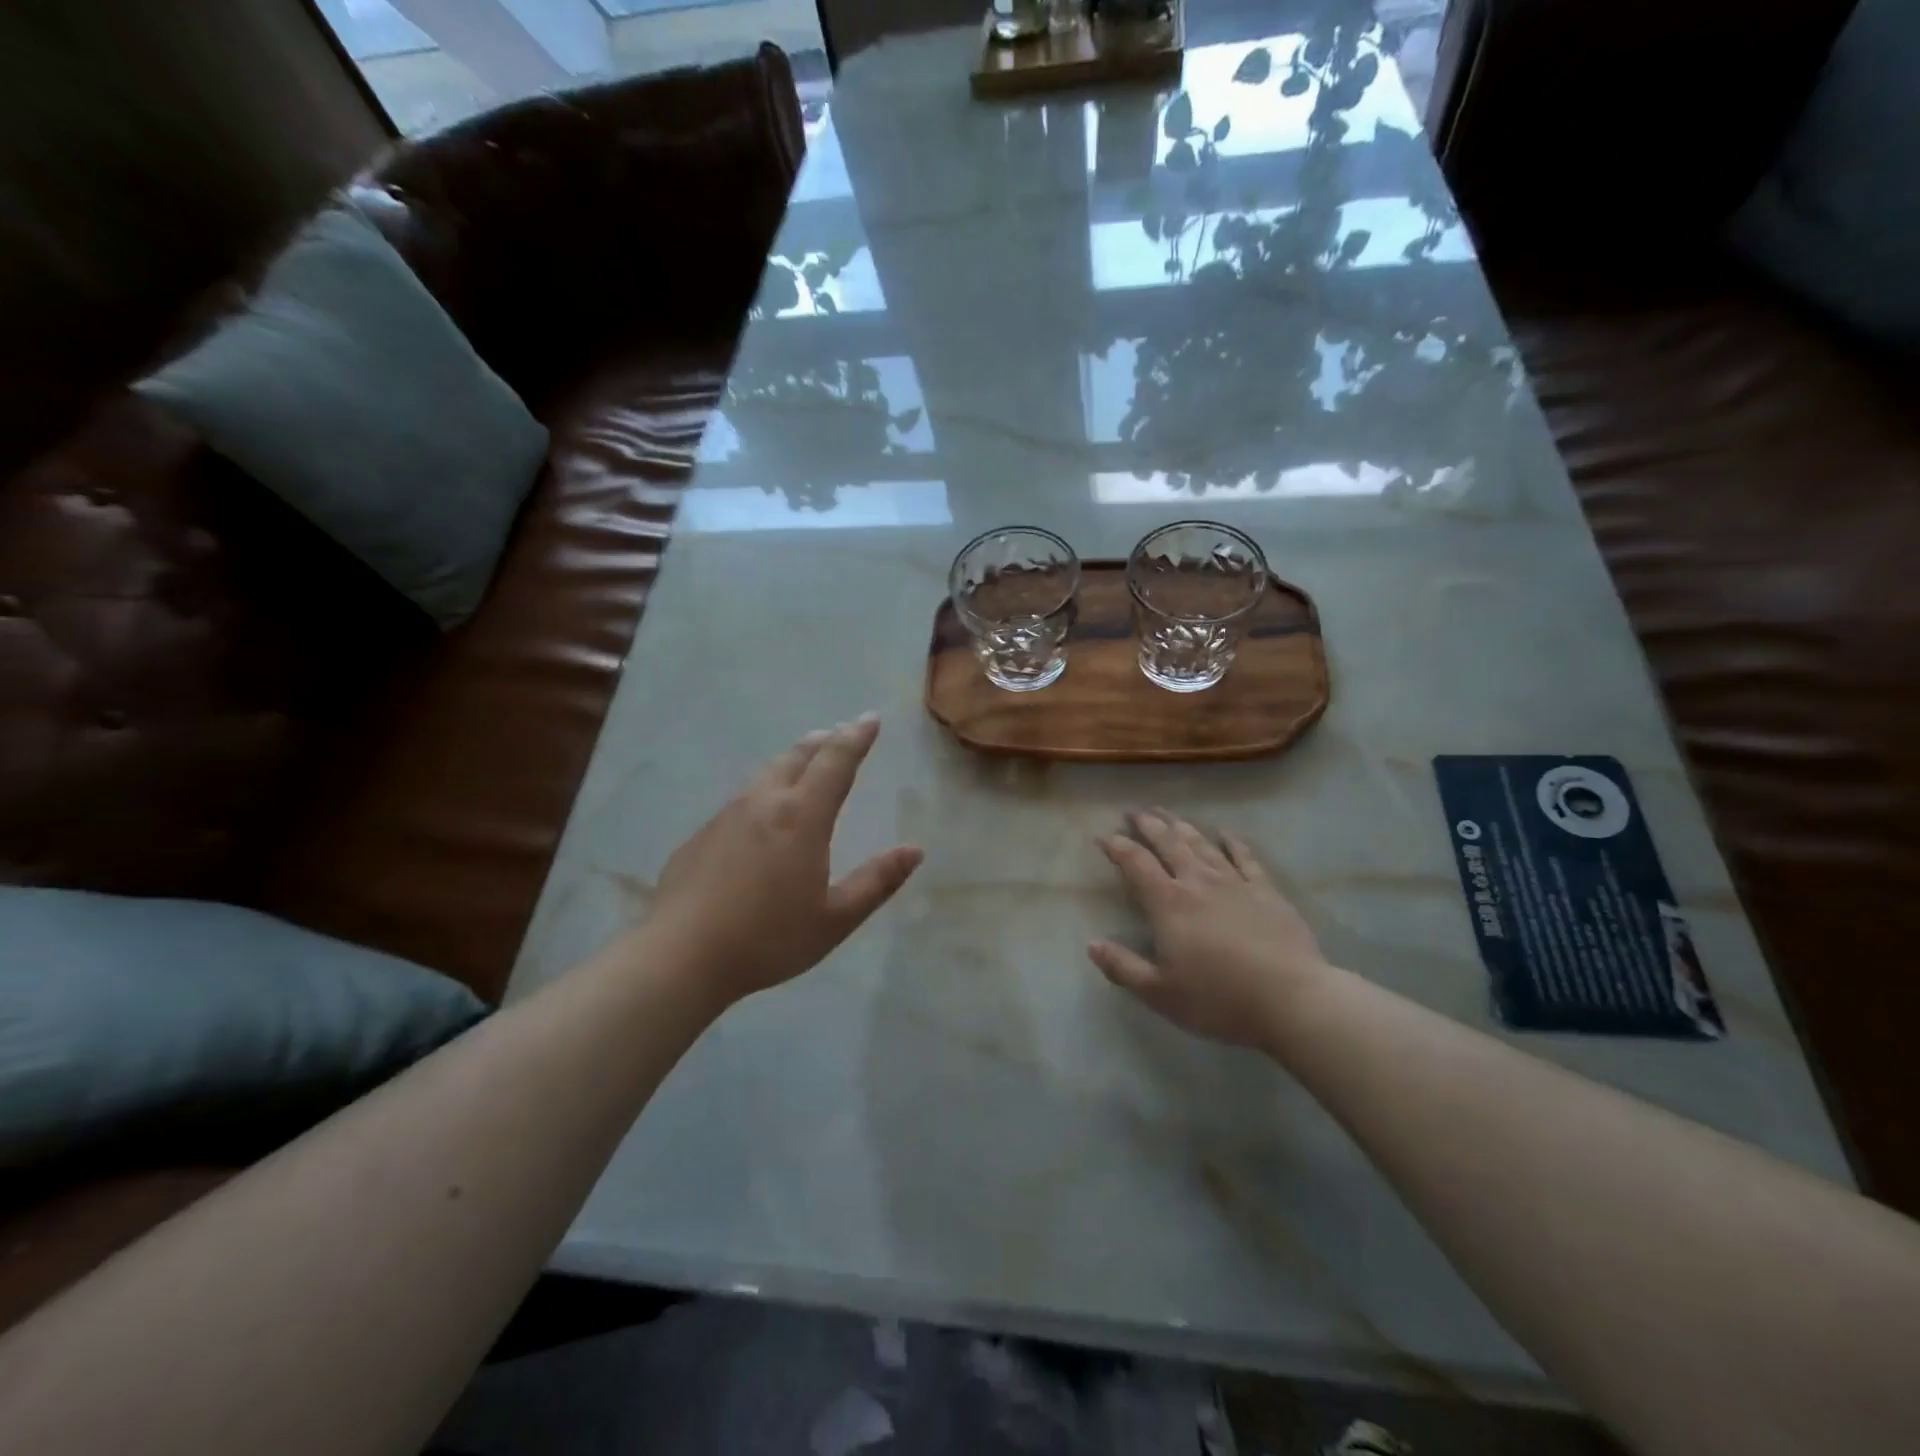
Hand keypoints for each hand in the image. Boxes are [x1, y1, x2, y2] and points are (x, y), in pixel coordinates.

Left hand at [643, 714, 921, 1009]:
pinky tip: (761, 811)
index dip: (856, 738)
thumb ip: (877, 881)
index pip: (836, 762)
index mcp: (802, 817)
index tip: (871, 718)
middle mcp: (764, 803)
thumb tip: (915, 850)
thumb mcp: (835, 919)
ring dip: (792, 760)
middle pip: (797, 758)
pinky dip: (764, 789)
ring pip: (766, 773)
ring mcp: (727, 816)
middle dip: (824, 741)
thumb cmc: (768, 938)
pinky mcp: (702, 835)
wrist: (681, 956)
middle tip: (840, 732)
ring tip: (805, 759)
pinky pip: (742, 799)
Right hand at [1089, 810, 1333, 1049]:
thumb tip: (1091, 944)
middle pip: (1168, 843)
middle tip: (1134, 811)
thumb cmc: (1219, 999)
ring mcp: (1234, 883)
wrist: (1291, 999)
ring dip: (1182, 826)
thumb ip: (1123, 967)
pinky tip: (1226, 833)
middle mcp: (1197, 883)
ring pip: (1202, 845)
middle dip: (1148, 825)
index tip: (1103, 835)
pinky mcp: (1266, 891)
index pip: (1136, 864)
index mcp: (1168, 904)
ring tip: (1168, 814)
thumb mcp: (1160, 993)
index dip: (1117, 847)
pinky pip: (1245, 858)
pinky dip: (1233, 843)